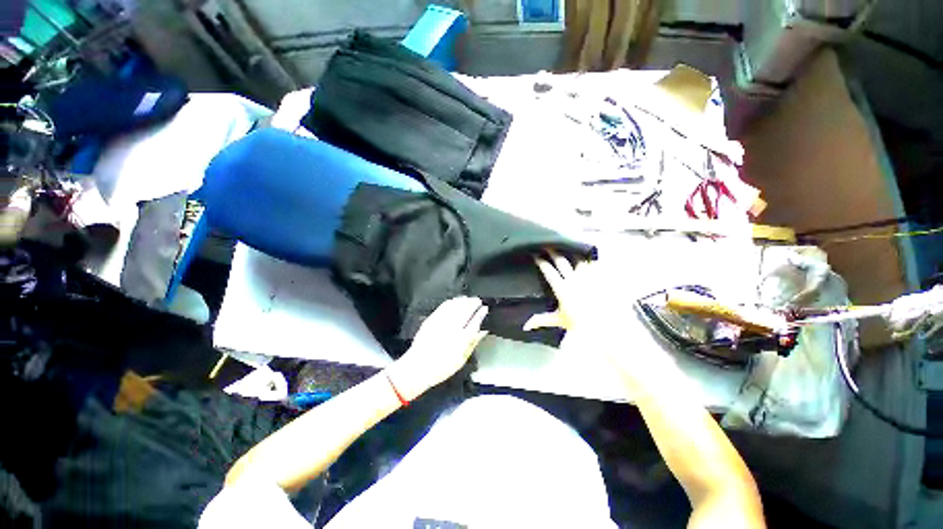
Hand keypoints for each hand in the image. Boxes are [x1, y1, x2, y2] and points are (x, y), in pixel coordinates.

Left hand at [386, 297, 488, 401]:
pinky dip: (451, 302)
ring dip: (463, 301)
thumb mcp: (462, 359)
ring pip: (455, 306)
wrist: (418, 367)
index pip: (475, 321)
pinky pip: (443, 307)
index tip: (485, 309)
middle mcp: (452, 329)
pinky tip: (455, 301)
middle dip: (473, 303)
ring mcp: (441, 323)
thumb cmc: (441, 367)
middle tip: (478, 300)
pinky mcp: (431, 320)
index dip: (481, 313)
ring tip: (468, 299)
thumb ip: (473, 343)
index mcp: (462, 340)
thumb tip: (482, 332)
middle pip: (466, 311)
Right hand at [524, 251, 596, 332]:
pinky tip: (587, 255)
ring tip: (567, 246)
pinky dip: (589, 259)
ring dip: (571, 252)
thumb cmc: (579, 323)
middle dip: (552, 251)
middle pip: (561, 260)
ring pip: (578, 259)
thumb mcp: (558, 321)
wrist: (605, 326)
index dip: (541, 262)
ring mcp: (588, 276)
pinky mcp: (600, 277)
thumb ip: (541, 320)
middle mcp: (574, 279)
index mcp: (562, 288)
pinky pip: (594, 263)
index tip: (536, 255)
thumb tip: (525, 326)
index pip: (548, 271)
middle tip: (547, 245)